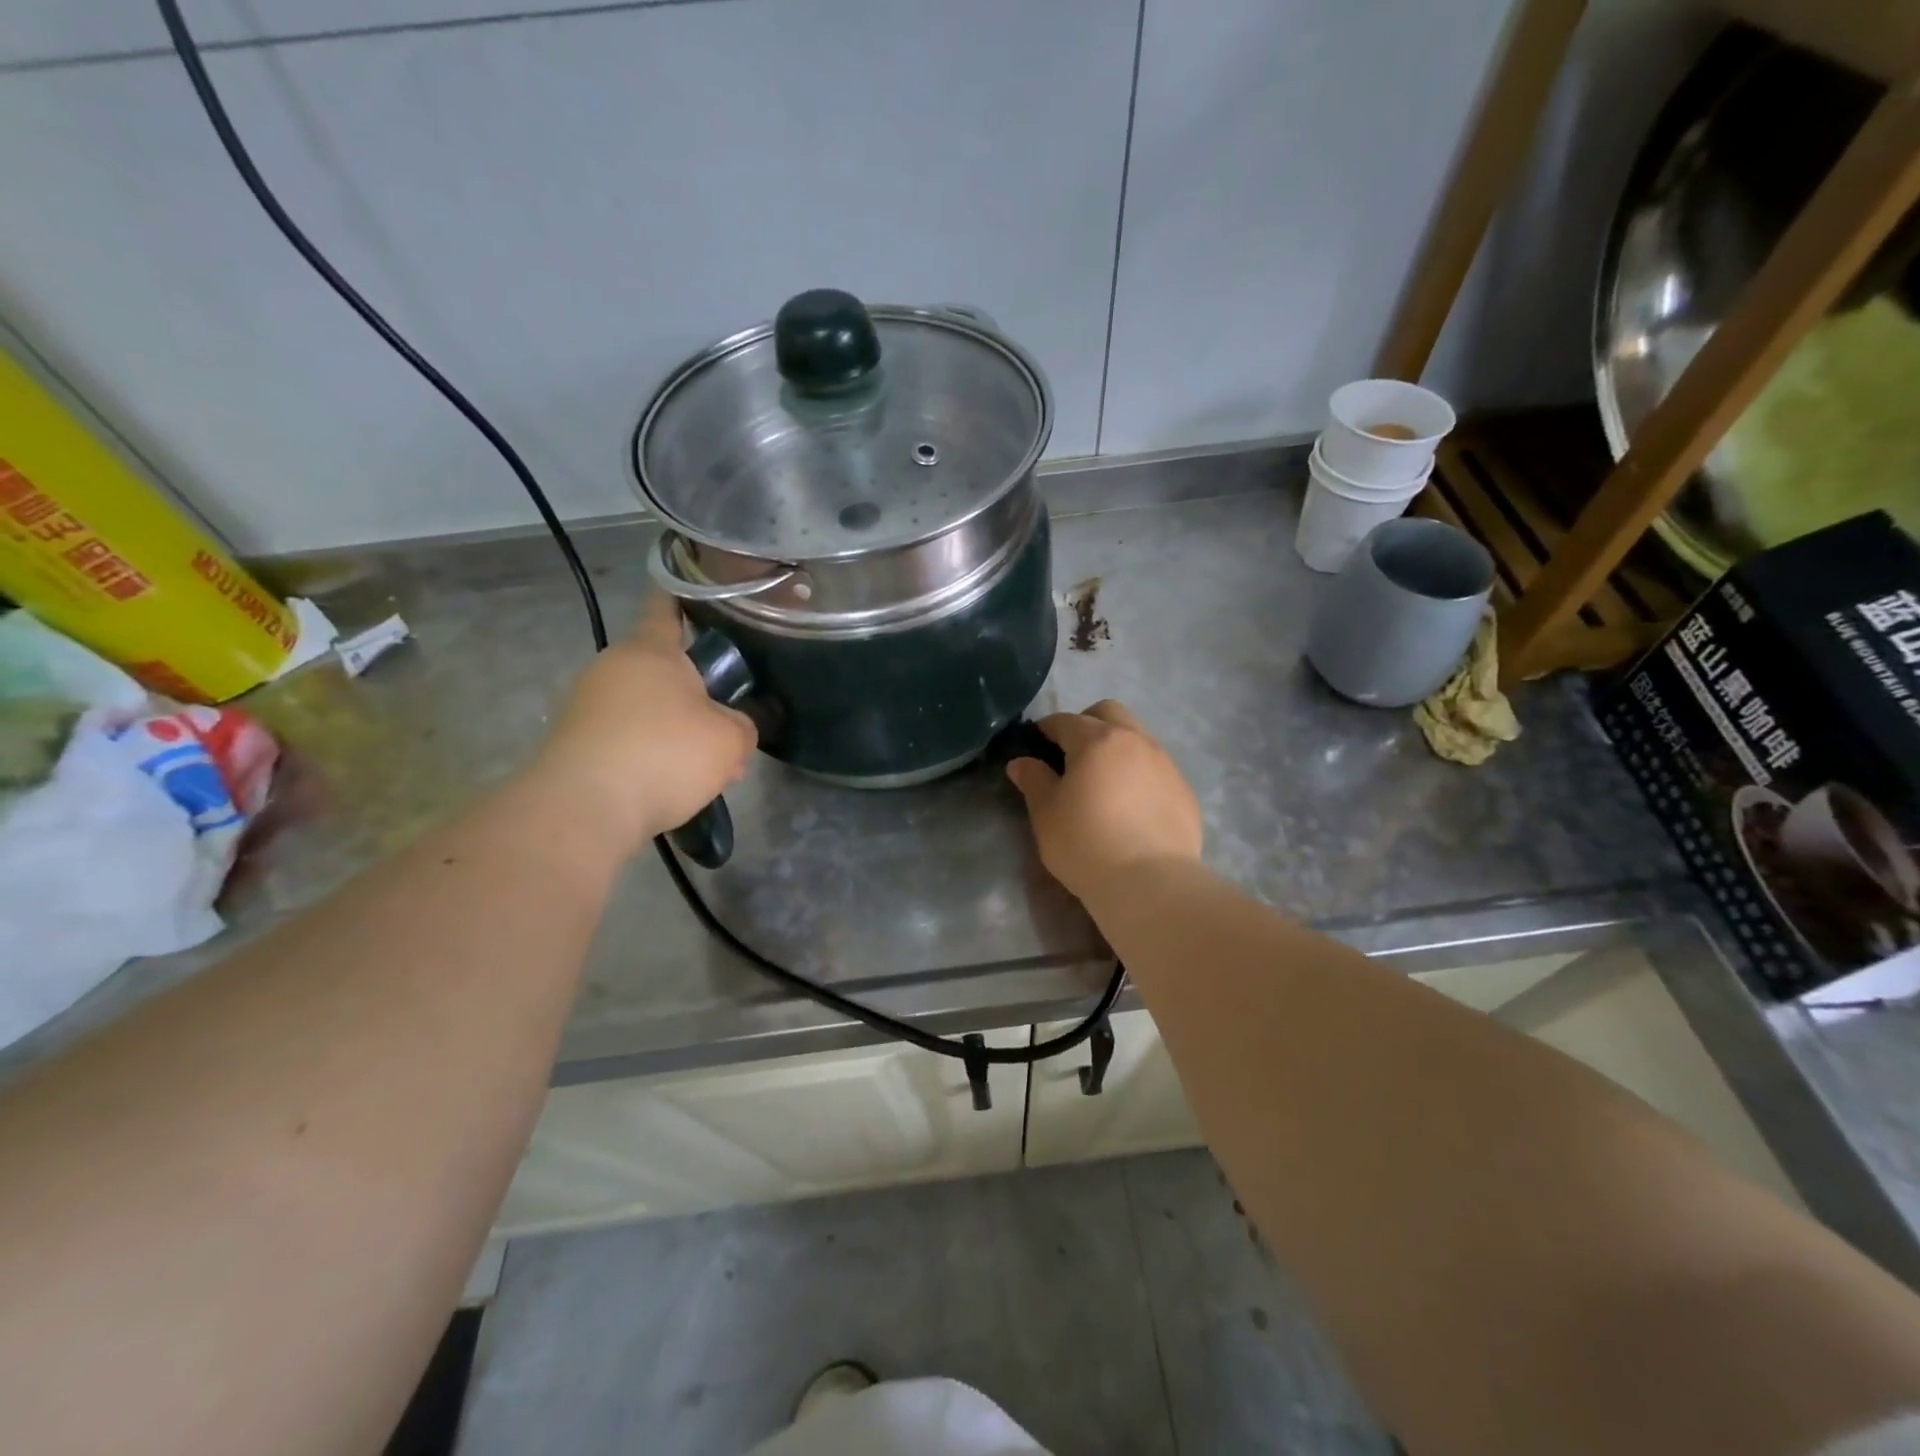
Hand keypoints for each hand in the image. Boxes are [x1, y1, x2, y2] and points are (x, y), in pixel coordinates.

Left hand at [529, 594, 756, 853]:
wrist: (584, 809)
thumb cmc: (665, 755)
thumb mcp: (730, 740)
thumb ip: (741, 724)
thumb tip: (731, 727)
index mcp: (651, 651)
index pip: (667, 610)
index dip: (683, 601)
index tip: (693, 594)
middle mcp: (612, 667)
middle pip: (662, 671)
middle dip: (694, 696)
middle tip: (725, 726)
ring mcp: (586, 704)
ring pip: (645, 709)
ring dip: (674, 730)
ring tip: (704, 770)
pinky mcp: (573, 742)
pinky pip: (625, 738)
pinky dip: (649, 755)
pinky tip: (669, 786)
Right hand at [1005, 700, 1202, 901]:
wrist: (1149, 883)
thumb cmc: (1085, 843)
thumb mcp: (1046, 813)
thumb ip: (1034, 780)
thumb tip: (1021, 762)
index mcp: (1097, 740)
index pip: (1064, 721)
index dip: (1045, 730)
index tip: (1035, 745)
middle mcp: (1135, 741)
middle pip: (1109, 713)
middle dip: (1087, 724)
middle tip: (1072, 755)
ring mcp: (1165, 764)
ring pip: (1137, 737)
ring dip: (1117, 747)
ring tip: (1104, 782)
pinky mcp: (1184, 791)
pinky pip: (1157, 768)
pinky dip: (1140, 775)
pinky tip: (1132, 807)